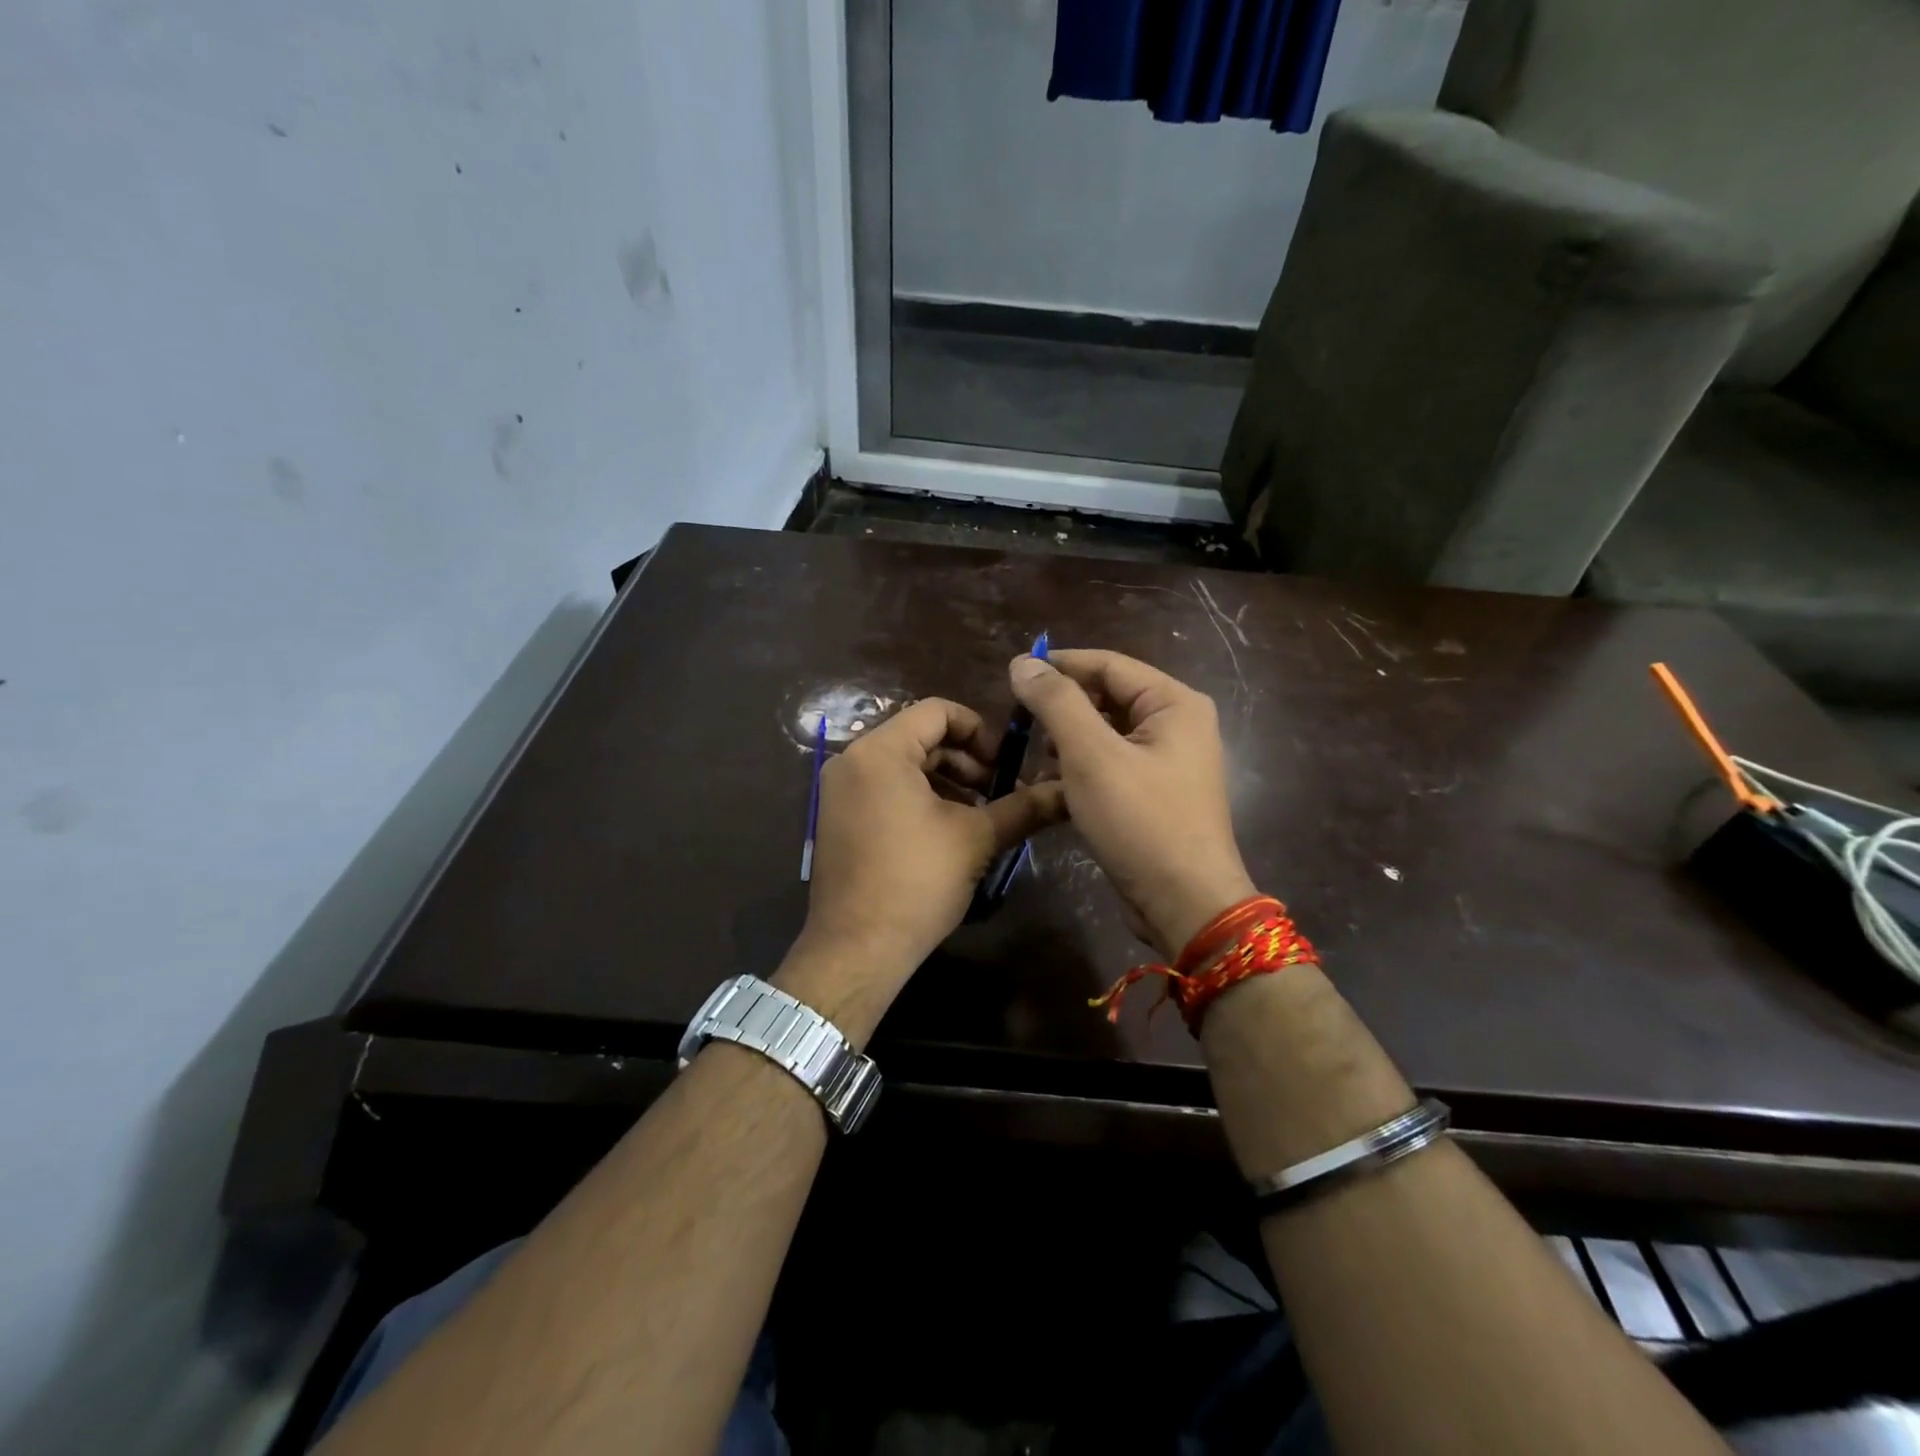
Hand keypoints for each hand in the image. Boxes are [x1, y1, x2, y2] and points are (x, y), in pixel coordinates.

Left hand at [779, 698, 1065, 1040]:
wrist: (857, 949)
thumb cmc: (917, 881)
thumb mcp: (976, 838)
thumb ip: (1023, 807)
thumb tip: (1068, 792)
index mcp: (880, 751)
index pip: (937, 711)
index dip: (980, 730)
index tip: (1006, 764)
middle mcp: (851, 760)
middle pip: (919, 737)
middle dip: (966, 760)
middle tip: (999, 791)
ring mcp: (839, 791)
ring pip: (903, 765)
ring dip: (946, 781)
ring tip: (979, 814)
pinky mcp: (837, 818)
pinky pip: (883, 788)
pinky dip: (918, 797)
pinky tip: (946, 830)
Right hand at [1009, 649, 1255, 957]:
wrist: (1184, 904)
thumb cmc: (1140, 821)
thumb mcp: (1091, 755)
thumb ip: (1056, 702)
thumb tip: (1022, 662)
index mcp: (1174, 704)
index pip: (1108, 664)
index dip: (1060, 665)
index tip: (1013, 675)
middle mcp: (1176, 725)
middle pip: (1108, 697)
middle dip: (1063, 708)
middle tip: (1020, 723)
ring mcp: (1167, 762)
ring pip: (1105, 733)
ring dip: (1067, 740)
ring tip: (1035, 757)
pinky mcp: (1154, 794)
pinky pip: (1111, 764)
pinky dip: (1081, 768)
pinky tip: (1052, 784)